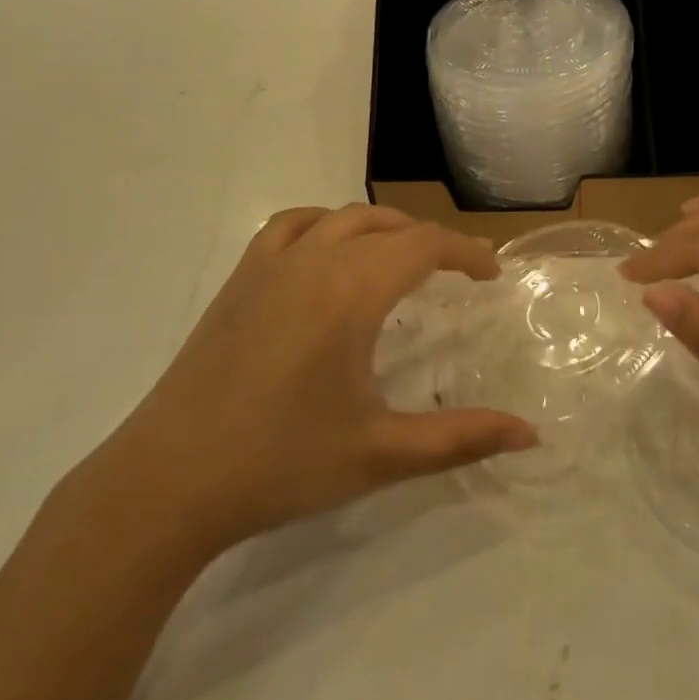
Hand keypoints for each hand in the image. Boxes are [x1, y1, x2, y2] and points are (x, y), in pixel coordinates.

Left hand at [104, 205, 536, 554]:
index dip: (466, 253)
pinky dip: (323, 225)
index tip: (491, 275)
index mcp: (350, 291)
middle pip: (387, 226)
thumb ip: (461, 438)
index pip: (424, 245)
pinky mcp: (238, 281)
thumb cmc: (280, 464)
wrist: (168, 482)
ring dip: (381, 228)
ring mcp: (268, 266)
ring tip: (401, 260)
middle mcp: (313, 261)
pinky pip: (290, 227)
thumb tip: (530, 434)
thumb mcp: (381, 453)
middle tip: (456, 275)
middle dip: (430, 242)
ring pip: (339, 217)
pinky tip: (326, 256)